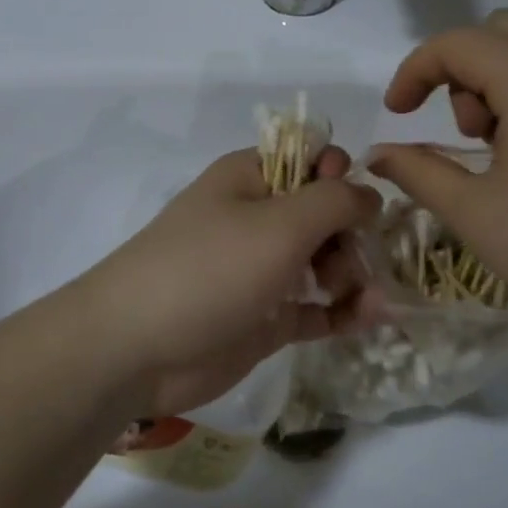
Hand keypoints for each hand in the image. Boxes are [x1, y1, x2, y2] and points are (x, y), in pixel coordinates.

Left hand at [80, 148, 380, 416]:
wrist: (136, 349)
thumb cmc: (210, 269)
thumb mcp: (281, 223)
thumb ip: (336, 200)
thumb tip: (370, 194)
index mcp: (252, 177)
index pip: (311, 158)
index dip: (342, 176)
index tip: (357, 205)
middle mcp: (257, 218)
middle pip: (325, 213)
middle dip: (351, 235)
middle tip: (350, 264)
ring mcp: (261, 270)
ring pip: (324, 261)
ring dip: (352, 274)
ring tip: (361, 298)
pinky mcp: (265, 317)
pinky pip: (316, 306)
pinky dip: (343, 310)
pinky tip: (369, 317)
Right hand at [368, 10, 507, 371]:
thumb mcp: (474, 213)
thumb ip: (417, 171)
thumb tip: (377, 155)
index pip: (458, 43)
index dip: (414, 71)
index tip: (396, 115)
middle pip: (501, 30)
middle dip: (462, 69)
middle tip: (462, 133)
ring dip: (500, 79)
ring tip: (500, 150)